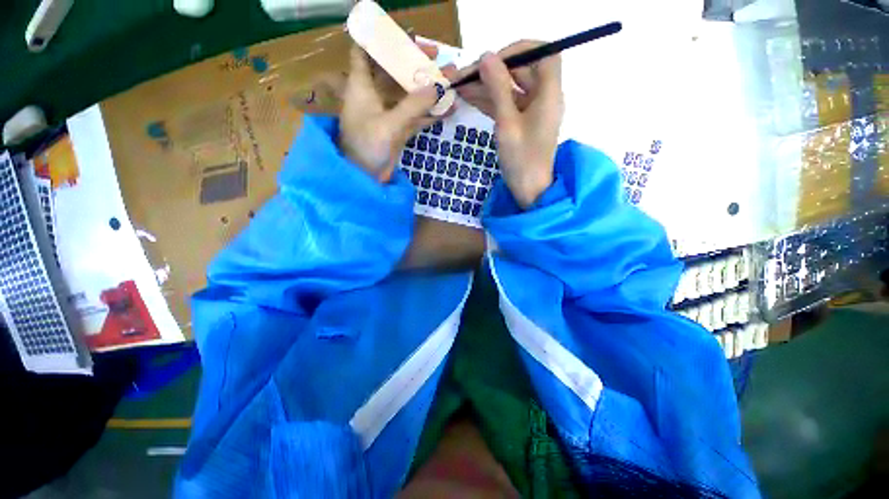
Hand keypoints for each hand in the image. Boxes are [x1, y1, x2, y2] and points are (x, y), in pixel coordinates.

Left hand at [338, 44, 447, 181]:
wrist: (365, 180)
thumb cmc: (366, 148)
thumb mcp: (389, 125)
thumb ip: (413, 106)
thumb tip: (438, 86)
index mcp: (362, 86)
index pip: (364, 51)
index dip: (379, 40)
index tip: (403, 36)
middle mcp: (375, 96)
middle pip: (394, 70)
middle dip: (414, 61)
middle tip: (438, 57)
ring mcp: (389, 114)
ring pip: (409, 94)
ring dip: (428, 88)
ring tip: (451, 80)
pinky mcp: (399, 130)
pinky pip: (417, 116)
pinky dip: (431, 113)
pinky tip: (448, 108)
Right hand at [454, 41, 563, 207]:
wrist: (528, 190)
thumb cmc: (522, 159)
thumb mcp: (508, 123)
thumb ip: (498, 89)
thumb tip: (486, 57)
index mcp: (549, 93)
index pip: (543, 54)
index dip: (520, 50)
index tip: (495, 60)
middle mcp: (543, 98)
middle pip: (521, 71)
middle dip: (493, 71)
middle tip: (466, 75)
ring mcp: (531, 111)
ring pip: (509, 89)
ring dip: (486, 86)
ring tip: (460, 86)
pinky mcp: (521, 123)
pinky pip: (505, 105)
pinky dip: (489, 101)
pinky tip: (468, 97)